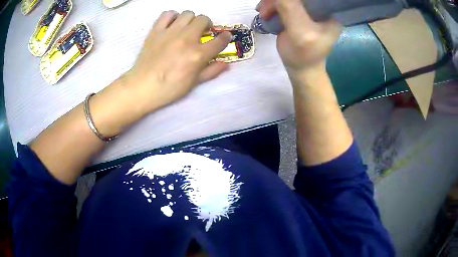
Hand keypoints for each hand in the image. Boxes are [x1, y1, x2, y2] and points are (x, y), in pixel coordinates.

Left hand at [124, 10, 231, 112]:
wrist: (142, 87)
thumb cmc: (169, 89)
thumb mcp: (194, 83)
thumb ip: (212, 71)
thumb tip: (226, 64)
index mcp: (198, 54)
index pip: (219, 40)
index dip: (225, 37)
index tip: (225, 37)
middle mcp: (186, 39)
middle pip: (203, 19)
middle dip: (206, 25)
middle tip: (202, 32)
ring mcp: (170, 32)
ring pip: (187, 13)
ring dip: (191, 19)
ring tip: (187, 27)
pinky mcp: (156, 31)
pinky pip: (167, 14)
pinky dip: (172, 16)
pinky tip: (172, 24)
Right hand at [256, 0, 340, 74]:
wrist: (300, 67)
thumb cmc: (304, 54)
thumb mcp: (299, 32)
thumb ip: (290, 9)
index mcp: (329, 11)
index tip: (278, 2)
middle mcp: (319, 7)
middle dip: (278, 0)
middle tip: (265, 9)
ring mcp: (307, 9)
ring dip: (271, 2)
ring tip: (264, 13)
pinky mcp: (297, 11)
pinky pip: (282, 2)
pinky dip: (271, 5)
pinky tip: (265, 12)